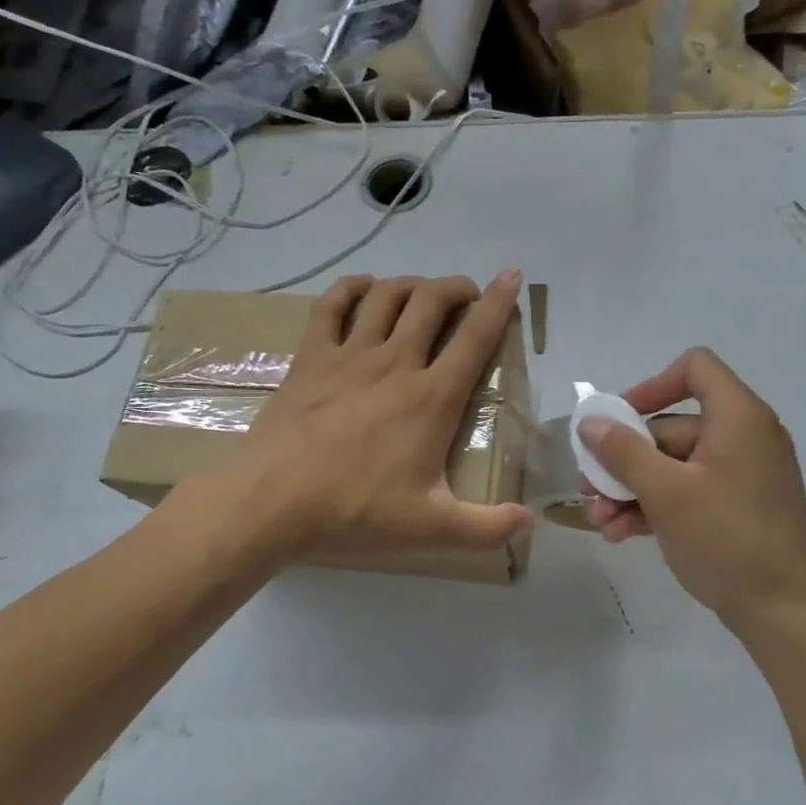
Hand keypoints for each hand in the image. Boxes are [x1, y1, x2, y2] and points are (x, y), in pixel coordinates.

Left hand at [236, 271, 533, 560]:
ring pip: (387, 296)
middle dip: (457, 288)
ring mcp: (349, 355)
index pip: (475, 337)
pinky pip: (332, 306)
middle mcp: (395, 362)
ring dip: (412, 284)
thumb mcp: (431, 527)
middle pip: (432, 301)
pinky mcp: (311, 358)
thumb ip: (488, 527)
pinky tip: (363, 287)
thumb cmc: (356, 511)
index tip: (512, 276)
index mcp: (432, 397)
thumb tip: (532, 523)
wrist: (273, 502)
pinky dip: (351, 288)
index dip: (500, 303)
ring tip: (423, 292)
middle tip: (467, 296)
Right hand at [577, 349, 805, 635]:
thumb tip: (590, 422)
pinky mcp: (739, 506)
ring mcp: (743, 474)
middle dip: (624, 460)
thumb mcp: (665, 493)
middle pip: (672, 428)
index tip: (618, 421)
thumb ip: (622, 452)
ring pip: (675, 465)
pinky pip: (691, 490)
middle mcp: (745, 437)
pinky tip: (622, 534)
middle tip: (589, 489)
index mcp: (738, 418)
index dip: (651, 386)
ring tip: (600, 523)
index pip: (695, 368)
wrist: (782, 612)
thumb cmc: (725, 539)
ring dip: (633, 489)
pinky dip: (657, 506)